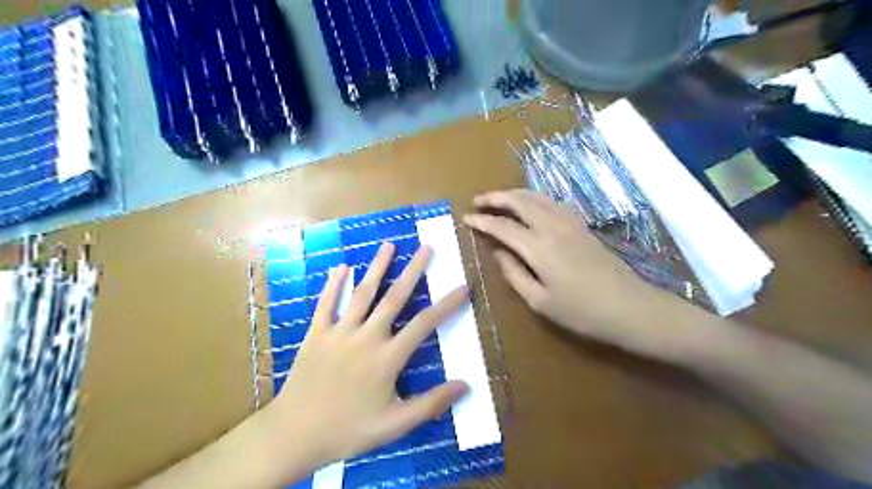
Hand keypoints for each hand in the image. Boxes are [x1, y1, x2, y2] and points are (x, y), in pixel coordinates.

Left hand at [266, 245, 470, 472]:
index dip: (447, 305)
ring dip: (376, 267)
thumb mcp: (394, 425)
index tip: (463, 286)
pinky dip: (334, 284)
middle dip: (413, 271)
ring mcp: (339, 332)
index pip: (425, 324)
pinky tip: (341, 267)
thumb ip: (430, 404)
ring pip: (362, 293)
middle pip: (394, 298)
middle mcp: (366, 337)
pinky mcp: (316, 333)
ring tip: (389, 245)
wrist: (295, 434)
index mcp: (387, 357)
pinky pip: (326, 303)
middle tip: (426, 248)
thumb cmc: (349, 430)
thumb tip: (465, 385)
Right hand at [462, 190, 706, 360]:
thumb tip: (498, 253)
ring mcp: (569, 223)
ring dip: (514, 194)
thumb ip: (514, 274)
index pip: (502, 226)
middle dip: (495, 198)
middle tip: (478, 201)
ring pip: (536, 197)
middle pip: (519, 201)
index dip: (482, 221)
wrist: (630, 307)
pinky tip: (529, 205)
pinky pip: (551, 202)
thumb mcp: (540, 301)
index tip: (466, 218)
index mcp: (538, 247)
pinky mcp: (581, 225)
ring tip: (498, 199)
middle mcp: (552, 227)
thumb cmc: (582, 312)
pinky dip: (534, 198)